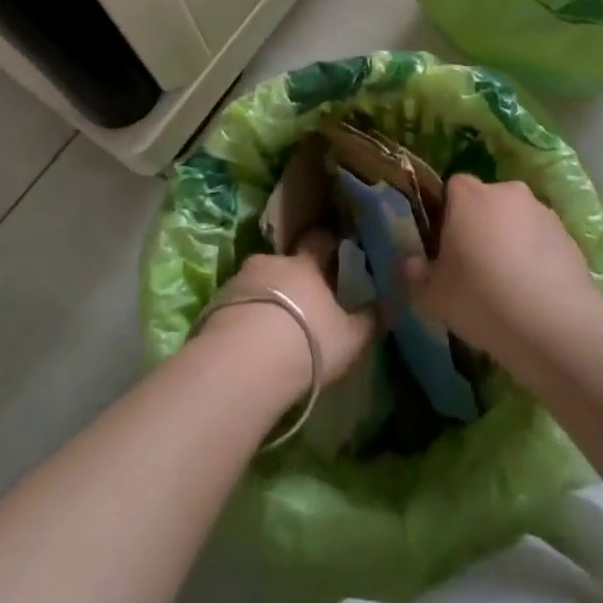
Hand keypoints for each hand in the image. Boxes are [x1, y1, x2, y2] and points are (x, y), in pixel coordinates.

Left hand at [204, 230, 376, 386]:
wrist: (245, 361)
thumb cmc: (307, 342)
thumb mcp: (350, 338)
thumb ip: (369, 320)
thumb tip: (388, 306)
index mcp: (305, 264)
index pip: (319, 241)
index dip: (326, 243)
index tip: (333, 246)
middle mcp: (271, 262)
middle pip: (284, 262)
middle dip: (291, 276)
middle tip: (300, 298)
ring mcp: (240, 280)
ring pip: (258, 282)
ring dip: (265, 295)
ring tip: (272, 324)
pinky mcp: (215, 303)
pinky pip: (236, 303)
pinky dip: (244, 314)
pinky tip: (249, 339)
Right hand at [404, 174, 597, 360]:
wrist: (555, 326)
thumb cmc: (481, 298)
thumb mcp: (433, 294)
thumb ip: (415, 273)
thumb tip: (410, 262)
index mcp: (469, 195)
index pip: (452, 188)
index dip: (447, 215)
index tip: (447, 248)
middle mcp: (507, 191)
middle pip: (487, 203)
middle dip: (481, 227)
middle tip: (475, 269)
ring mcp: (542, 212)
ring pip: (517, 222)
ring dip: (511, 242)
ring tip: (509, 288)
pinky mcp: (569, 237)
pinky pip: (543, 243)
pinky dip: (537, 260)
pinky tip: (534, 295)